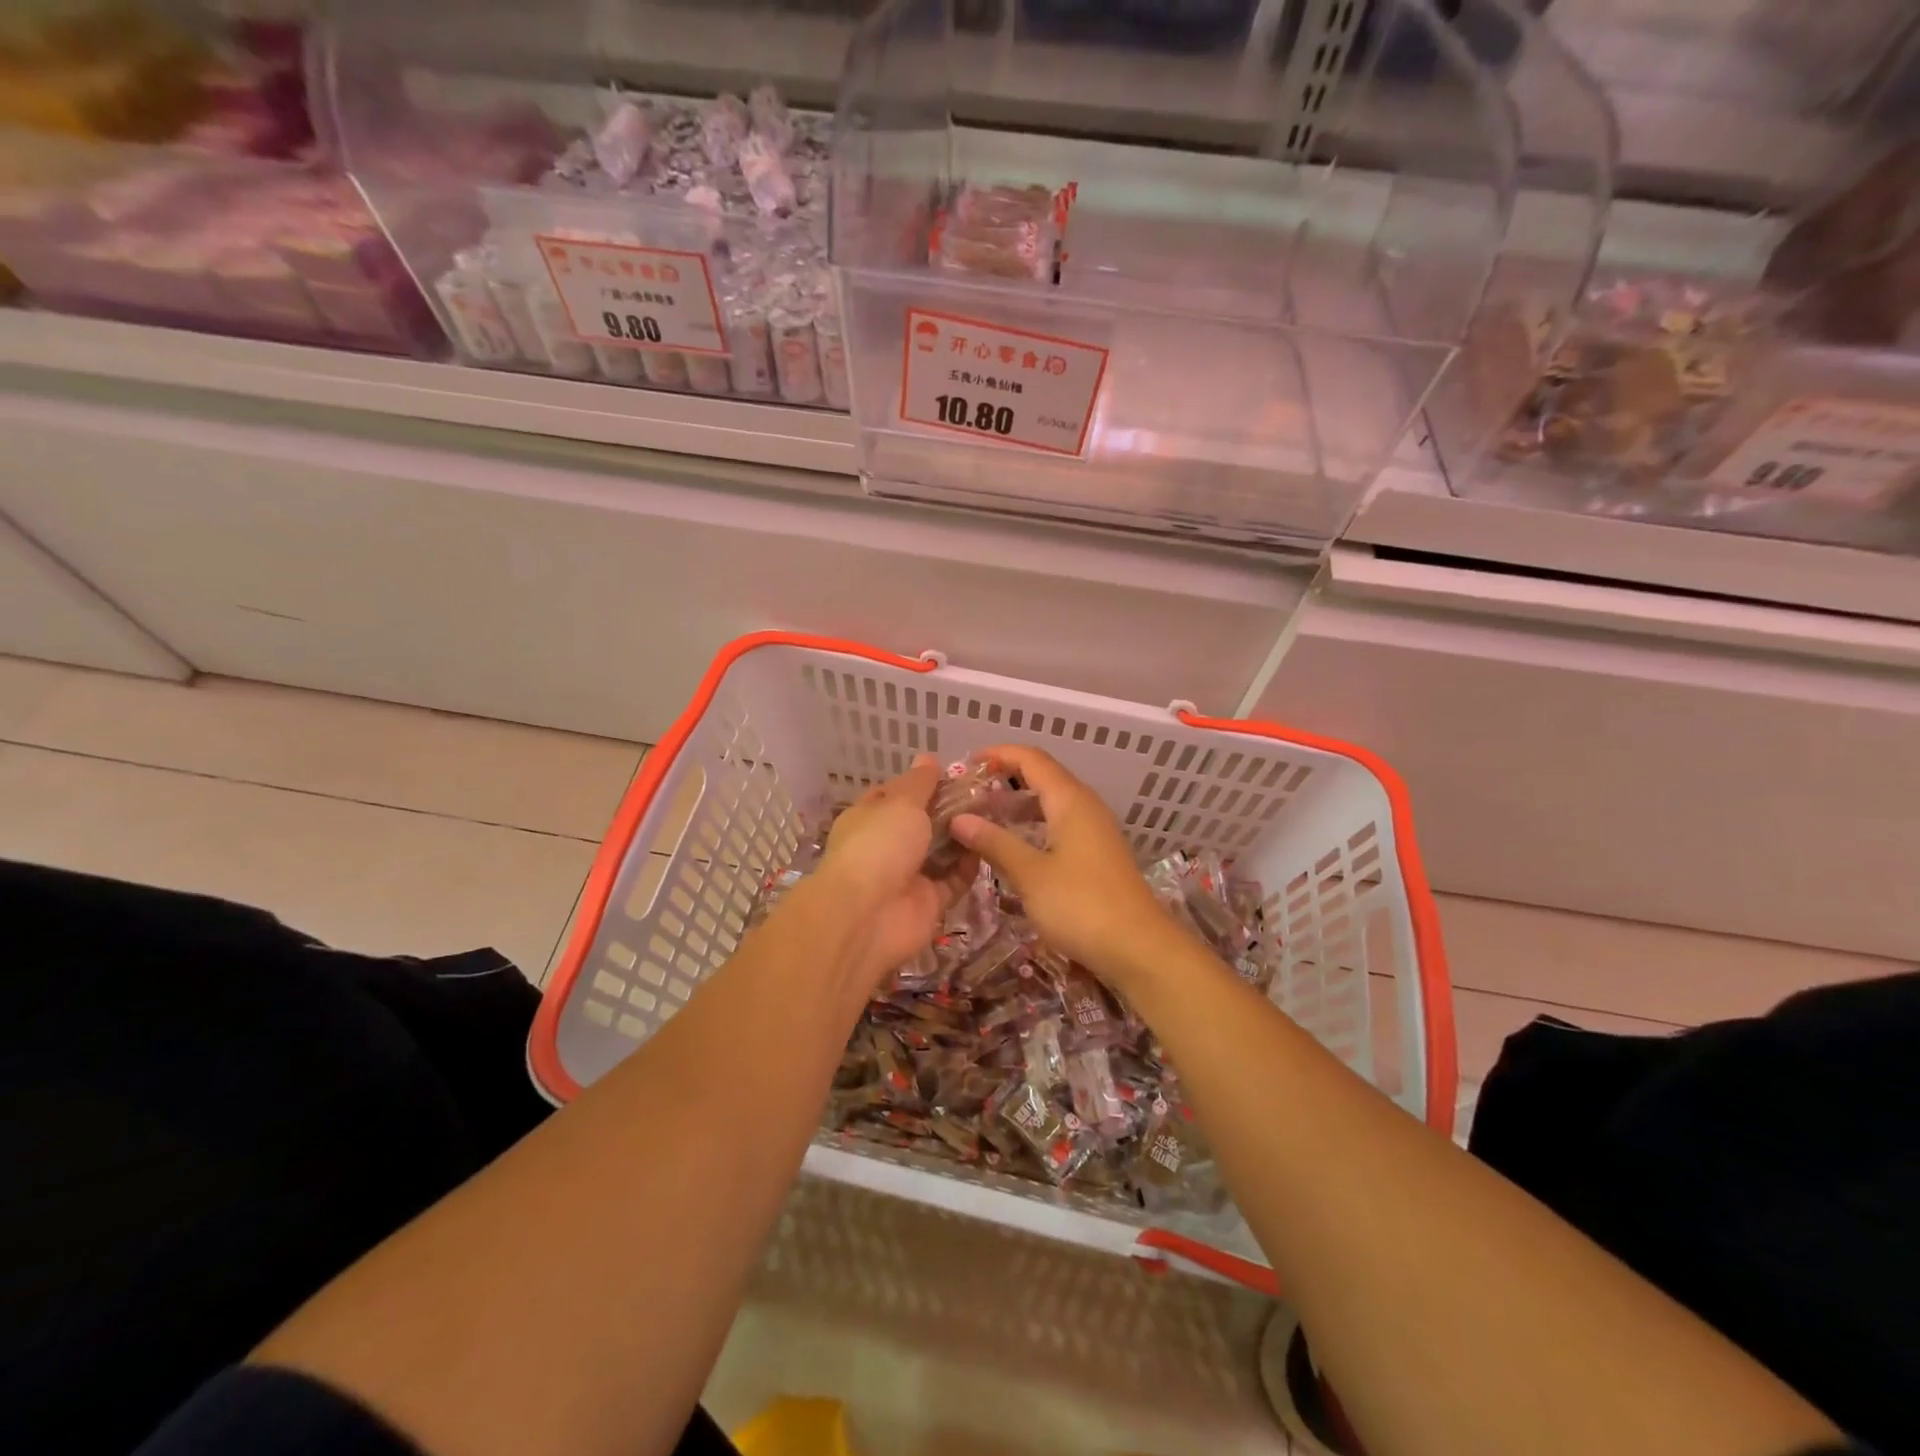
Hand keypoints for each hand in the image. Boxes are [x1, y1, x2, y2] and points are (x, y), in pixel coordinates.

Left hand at [805, 754, 976, 988]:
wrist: (867, 916)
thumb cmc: (879, 845)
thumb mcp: (901, 802)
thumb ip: (920, 782)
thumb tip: (928, 758)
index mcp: (869, 817)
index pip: (896, 793)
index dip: (923, 782)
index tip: (956, 773)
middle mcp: (886, 845)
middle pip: (923, 822)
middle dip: (950, 809)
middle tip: (988, 793)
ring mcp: (907, 875)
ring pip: (940, 852)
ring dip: (963, 836)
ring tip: (995, 815)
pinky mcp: (928, 902)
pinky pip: (953, 881)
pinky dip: (969, 867)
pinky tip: (990, 847)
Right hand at [950, 744, 1183, 991]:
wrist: (1139, 949)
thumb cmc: (1082, 905)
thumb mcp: (1030, 874)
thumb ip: (995, 842)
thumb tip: (959, 819)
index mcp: (1070, 800)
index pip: (1031, 759)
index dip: (999, 754)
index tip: (966, 763)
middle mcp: (1086, 806)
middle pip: (1043, 776)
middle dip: (1005, 778)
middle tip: (968, 794)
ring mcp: (1095, 831)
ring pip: (1052, 802)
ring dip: (1019, 803)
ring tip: (984, 816)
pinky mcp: (1098, 854)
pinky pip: (1060, 824)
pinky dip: (1034, 825)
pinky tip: (1015, 845)